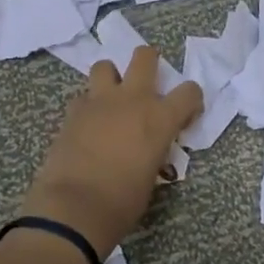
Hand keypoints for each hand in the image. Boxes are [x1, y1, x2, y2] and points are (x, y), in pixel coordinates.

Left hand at [23, 46, 203, 257]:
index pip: (190, 91)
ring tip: (111, 98)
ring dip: (111, 78)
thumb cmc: (122, 202)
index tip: (185, 115)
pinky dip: (87, 106)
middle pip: (145, 57)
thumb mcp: (152, 176)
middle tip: (147, 82)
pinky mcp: (73, 112)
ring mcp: (99, 101)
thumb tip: (148, 149)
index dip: (191, 100)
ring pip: (105, 66)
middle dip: (149, 61)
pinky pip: (82, 97)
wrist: (75, 207)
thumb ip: (154, 151)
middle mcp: (133, 99)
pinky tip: (87, 124)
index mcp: (161, 118)